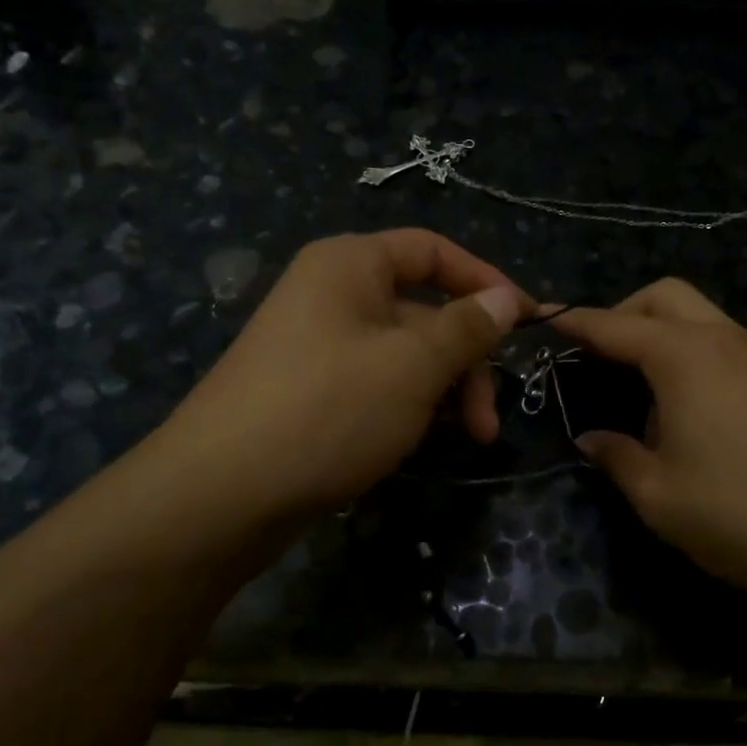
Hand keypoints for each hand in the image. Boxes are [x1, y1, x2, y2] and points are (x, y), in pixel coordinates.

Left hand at [164, 229, 529, 520]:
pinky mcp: (310, 392)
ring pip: (404, 355)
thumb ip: (466, 328)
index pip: (432, 250)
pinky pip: (376, 384)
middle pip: (424, 311)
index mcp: (350, 265)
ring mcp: (317, 346)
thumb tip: (505, 298)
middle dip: (466, 361)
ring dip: (442, 391)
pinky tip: (415, 444)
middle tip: (488, 422)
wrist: (220, 495)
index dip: (484, 280)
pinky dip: (407, 408)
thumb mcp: (413, 366)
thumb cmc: (328, 409)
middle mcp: (331, 294)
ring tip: (462, 439)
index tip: (526, 322)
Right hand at [555, 279, 746, 606]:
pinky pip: (725, 342)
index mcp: (685, 358)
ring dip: (662, 331)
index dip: (575, 323)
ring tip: (640, 386)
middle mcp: (724, 340)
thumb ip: (616, 457)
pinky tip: (689, 406)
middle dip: (624, 313)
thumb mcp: (659, 497)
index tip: (544, 321)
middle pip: (665, 296)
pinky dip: (693, 351)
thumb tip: (591, 439)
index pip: (615, 326)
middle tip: (599, 356)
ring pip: (701, 315)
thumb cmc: (740, 514)